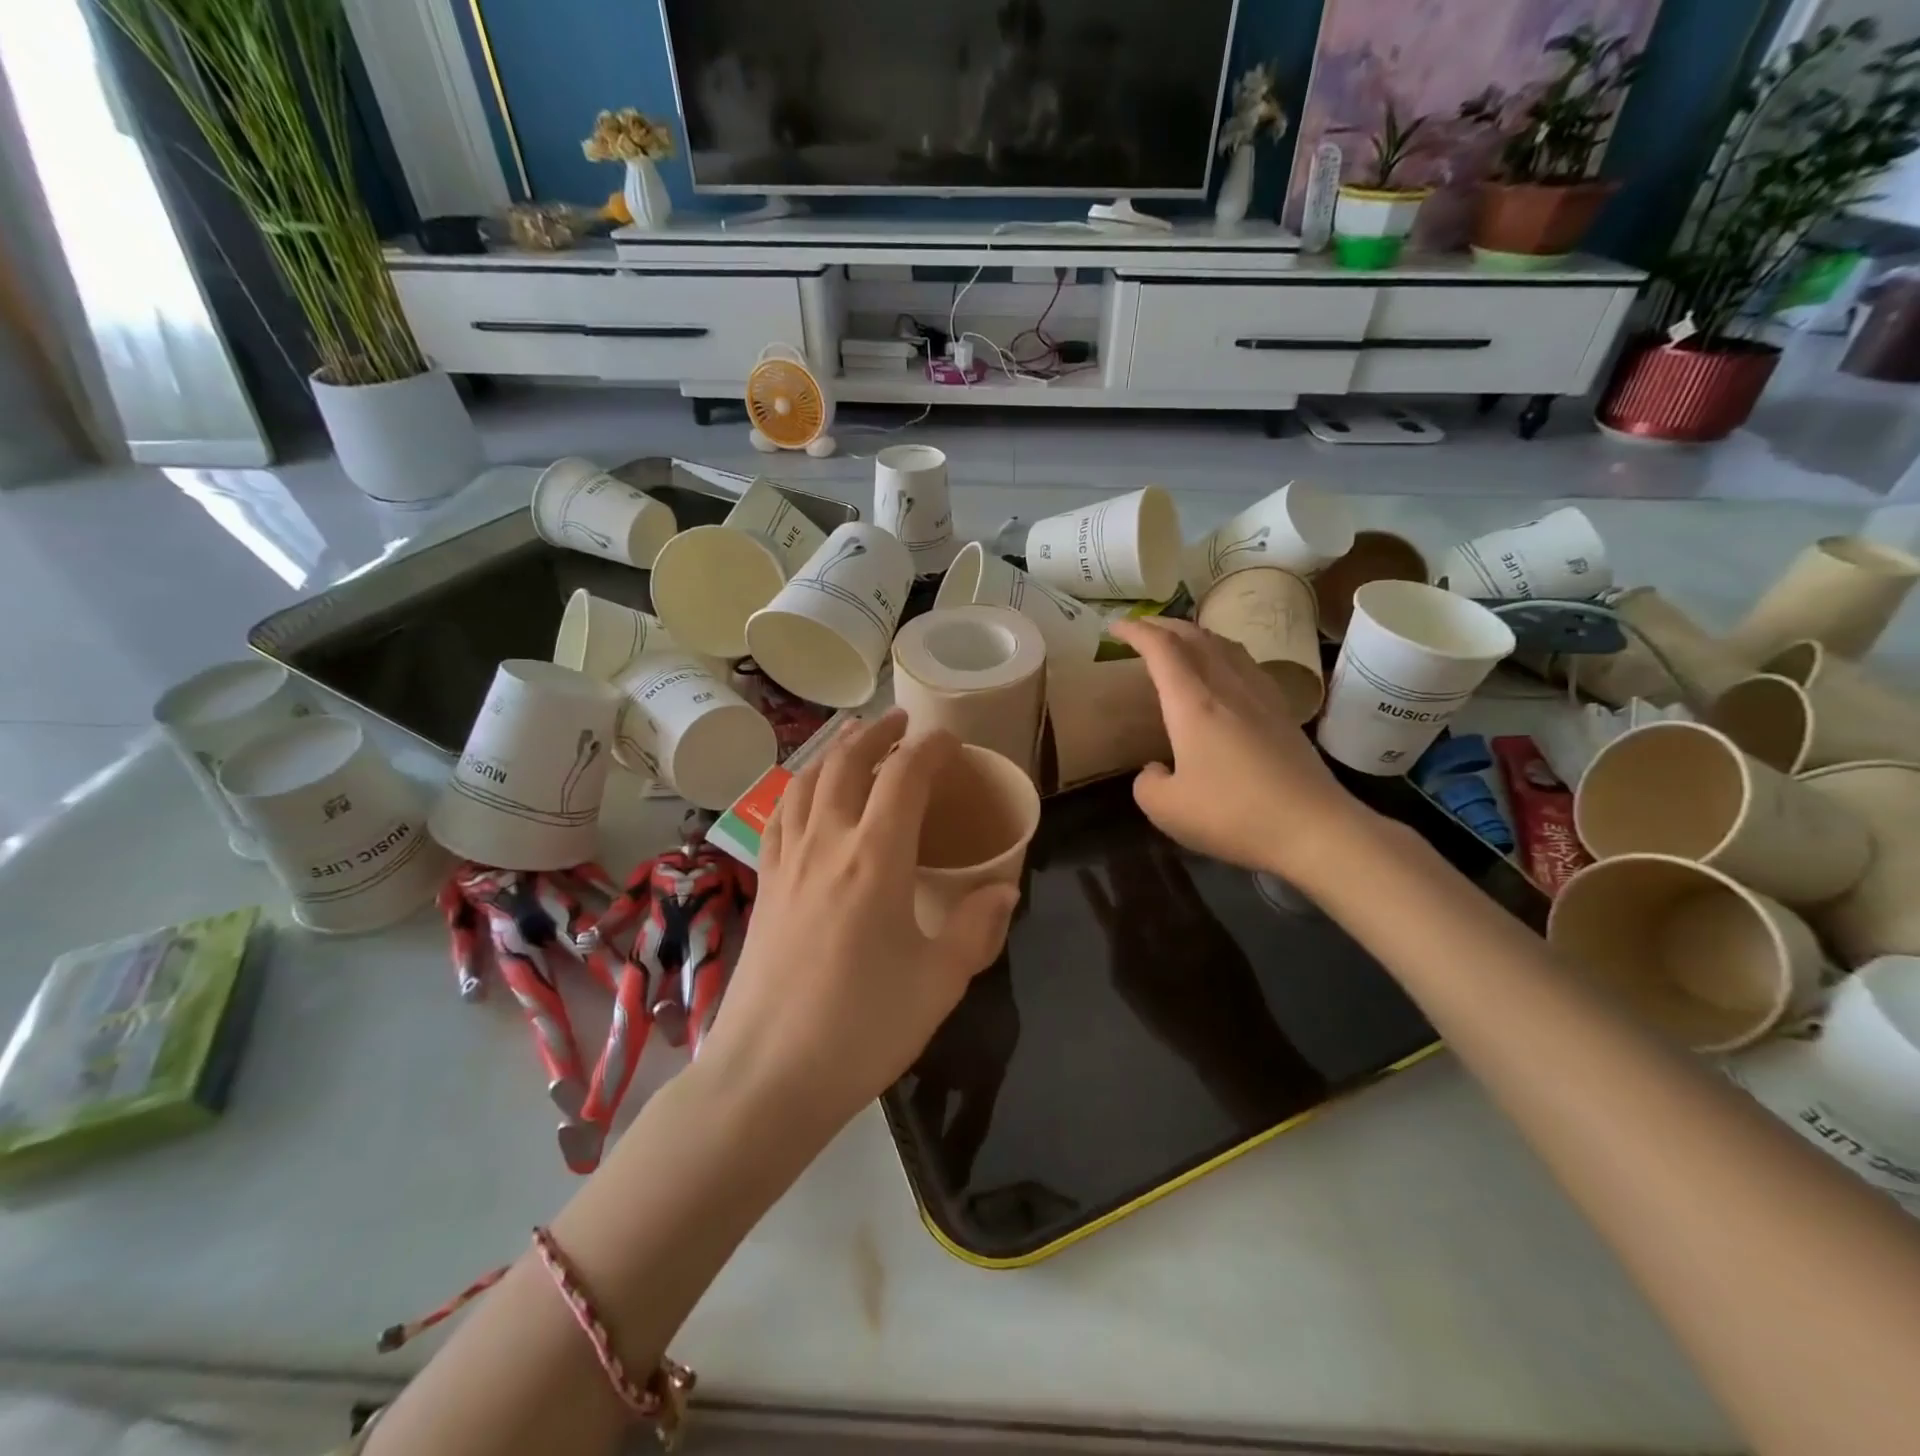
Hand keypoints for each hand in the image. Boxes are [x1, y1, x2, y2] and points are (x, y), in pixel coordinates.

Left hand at [698, 711, 1019, 1134]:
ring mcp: (786, 862)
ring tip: (852, 740)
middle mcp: (826, 844)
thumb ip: (975, 928)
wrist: (767, 1077)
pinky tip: (805, 794)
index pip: (904, 777)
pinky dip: (796, 787)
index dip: (930, 749)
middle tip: (900, 722)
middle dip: (876, 734)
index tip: (950, 742)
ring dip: (832, 751)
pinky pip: (778, 815)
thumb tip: (1003, 890)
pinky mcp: (764, 886)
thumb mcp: (939, 983)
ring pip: (805, 781)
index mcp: (875, 859)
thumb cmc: (861, 1029)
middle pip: (846, 763)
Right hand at [1108, 617, 1364, 880]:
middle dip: (1164, 626)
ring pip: (1226, 647)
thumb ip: (1146, 784)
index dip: (1136, 631)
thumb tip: (1155, 769)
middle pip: (1195, 637)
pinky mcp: (1283, 713)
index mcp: (1193, 703)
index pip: (1161, 648)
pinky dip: (1225, 654)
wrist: (1314, 829)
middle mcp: (1227, 688)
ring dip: (1197, 636)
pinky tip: (1226, 672)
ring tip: (1181, 643)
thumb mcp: (1166, 810)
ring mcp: (1261, 697)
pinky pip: (1248, 665)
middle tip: (1142, 629)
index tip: (1116, 627)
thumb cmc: (1232, 815)